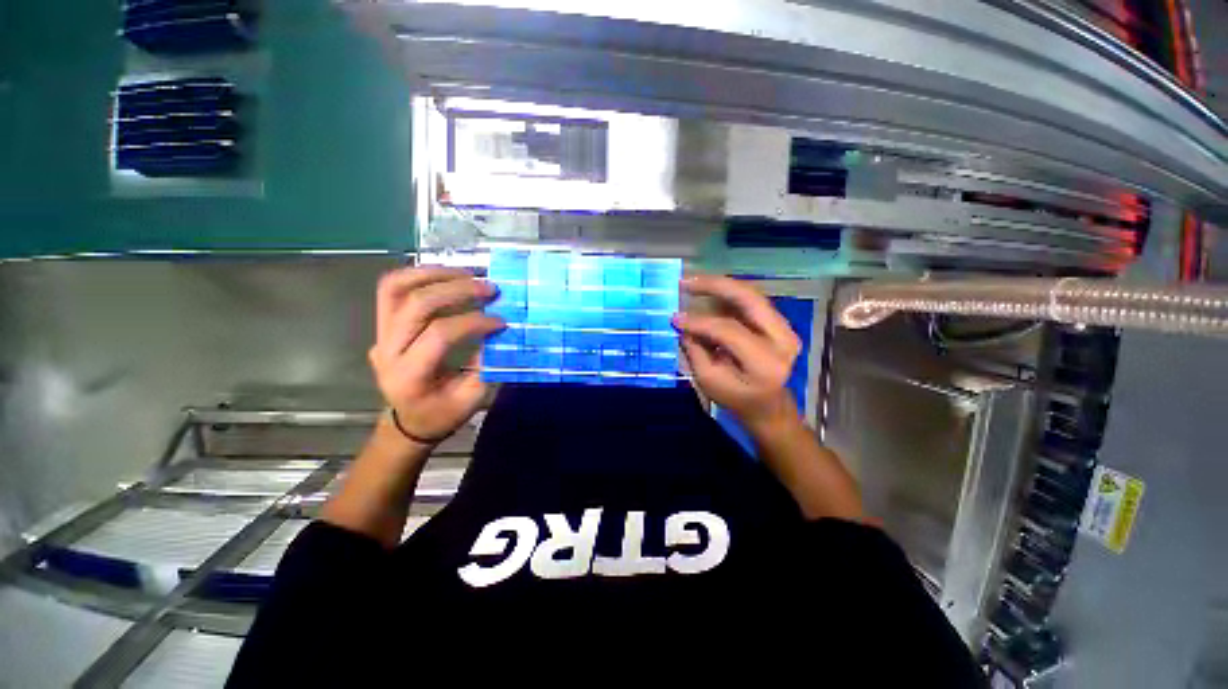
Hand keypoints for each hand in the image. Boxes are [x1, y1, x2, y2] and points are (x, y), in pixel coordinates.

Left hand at [369, 267, 503, 443]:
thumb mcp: (471, 397)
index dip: (473, 322)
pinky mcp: (383, 325)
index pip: (439, 334)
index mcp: (409, 375)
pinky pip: (394, 290)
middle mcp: (387, 350)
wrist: (410, 419)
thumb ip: (485, 365)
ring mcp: (380, 333)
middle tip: (489, 287)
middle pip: (416, 305)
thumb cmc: (442, 413)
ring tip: (468, 272)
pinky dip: (421, 275)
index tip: (501, 321)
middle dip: (457, 290)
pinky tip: (448, 275)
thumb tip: (499, 331)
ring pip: (396, 289)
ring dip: (434, 274)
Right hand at [673, 275, 801, 430]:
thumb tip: (682, 323)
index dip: (699, 322)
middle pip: (749, 299)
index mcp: (765, 362)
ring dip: (721, 287)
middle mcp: (782, 339)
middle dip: (715, 285)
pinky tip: (708, 294)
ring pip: (751, 295)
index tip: (675, 318)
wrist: (768, 405)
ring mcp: (785, 328)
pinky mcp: (780, 323)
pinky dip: (728, 295)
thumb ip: (695, 350)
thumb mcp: (709, 381)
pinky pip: (751, 301)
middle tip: (686, 281)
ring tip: (693, 284)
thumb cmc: (736, 398)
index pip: (729, 330)